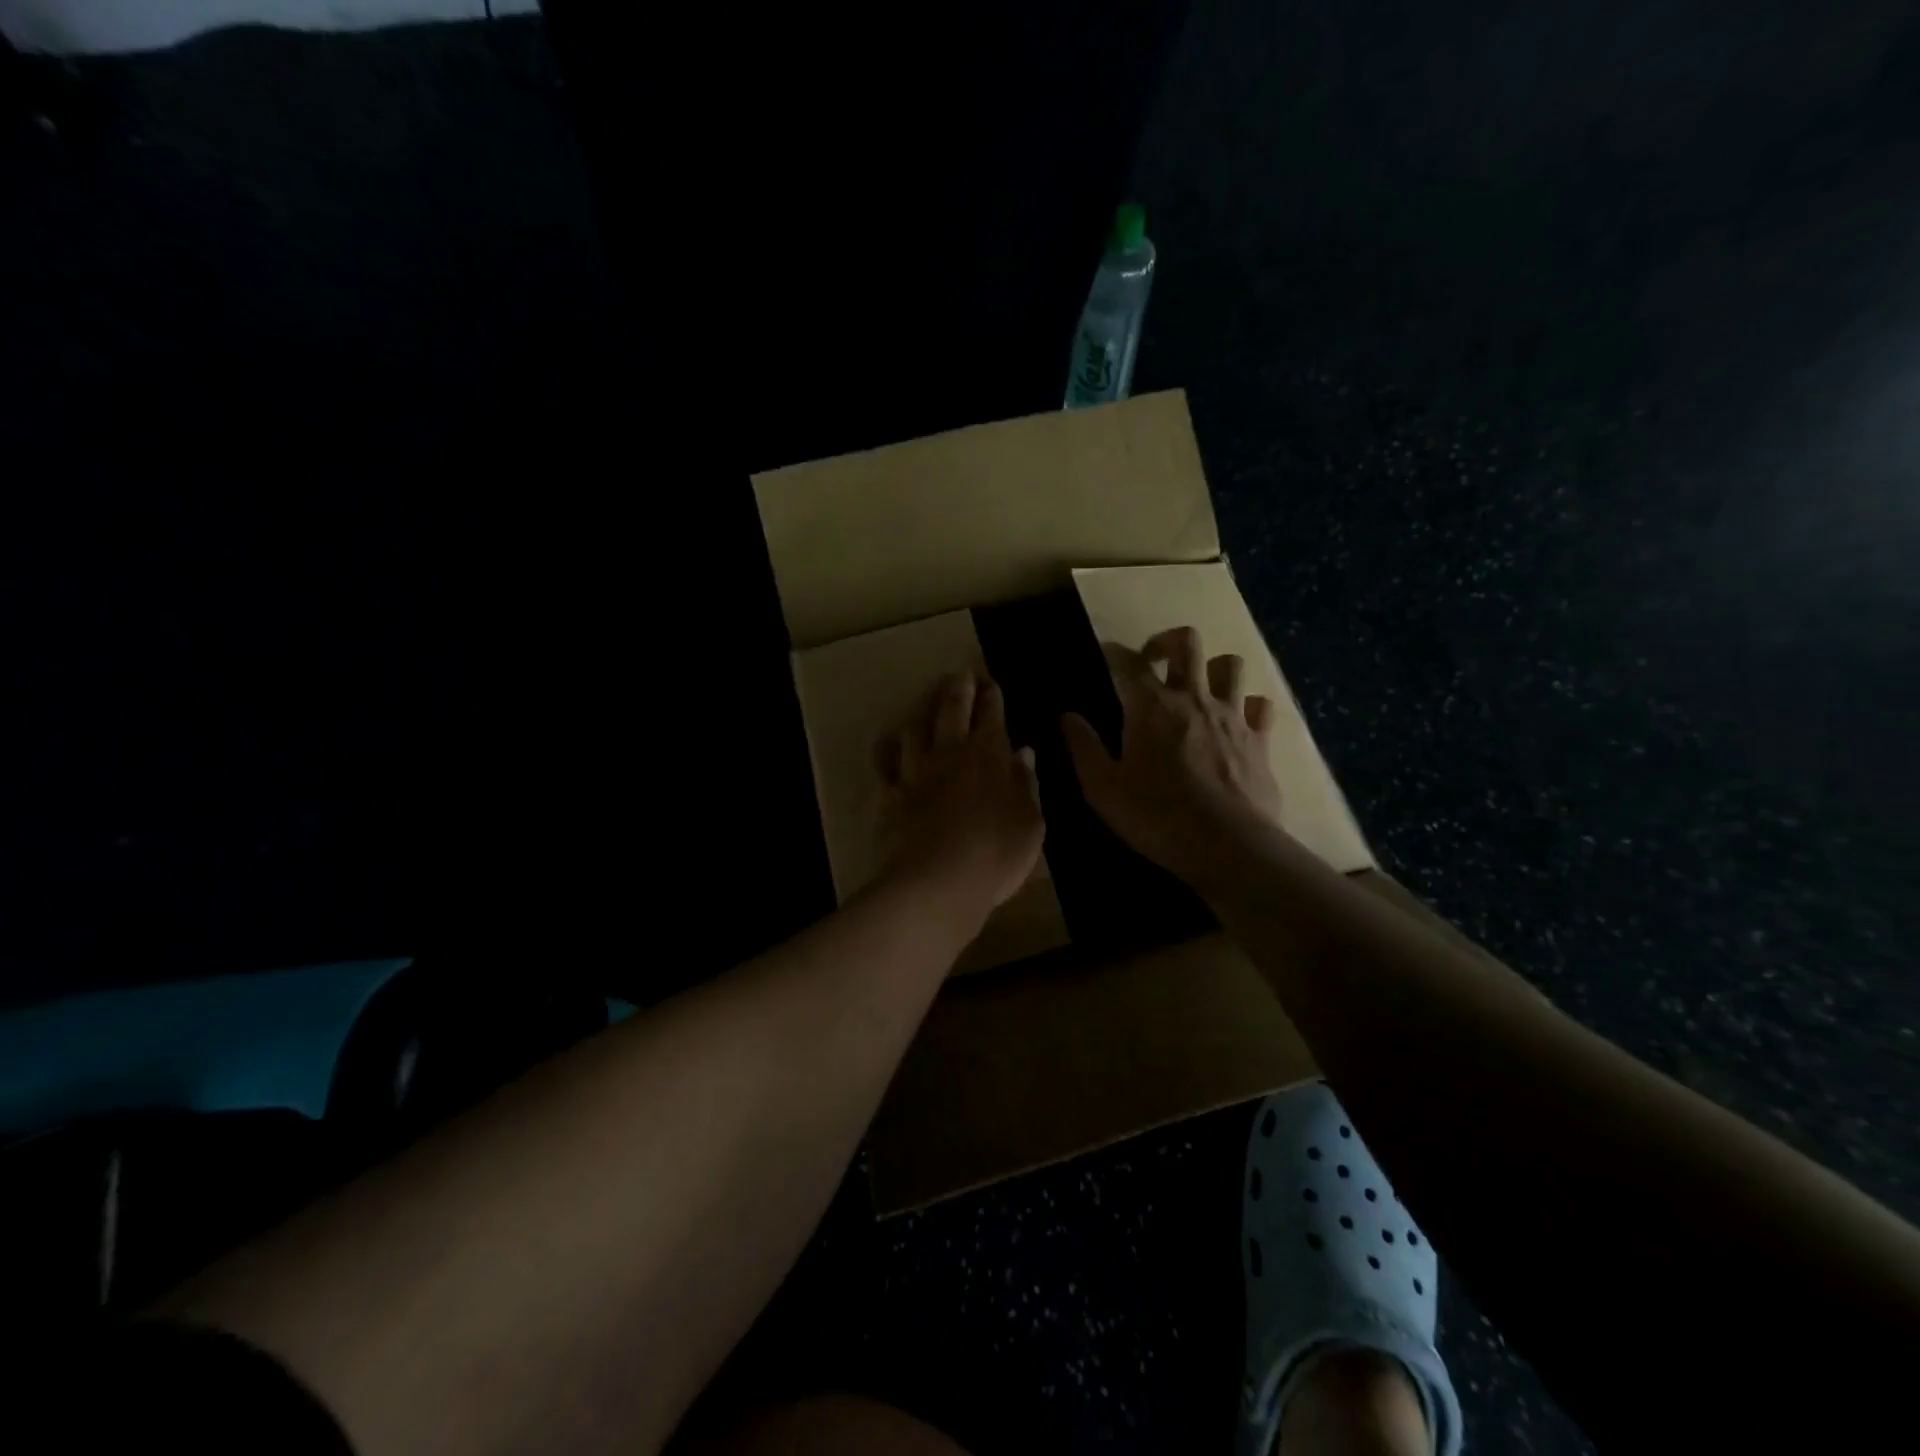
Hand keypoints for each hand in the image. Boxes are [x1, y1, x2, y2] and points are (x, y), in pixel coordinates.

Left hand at [876, 671, 1044, 916]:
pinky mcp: (890, 793)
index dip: (992, 695)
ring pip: (915, 728)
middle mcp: (950, 752)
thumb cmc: (997, 853)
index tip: (991, 682)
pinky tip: (886, 745)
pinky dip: (886, 750)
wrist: (938, 881)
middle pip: (952, 708)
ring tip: (926, 707)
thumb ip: (1027, 784)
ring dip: (922, 713)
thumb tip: (1024, 754)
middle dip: (959, 687)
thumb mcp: (1031, 823)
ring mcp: (916, 771)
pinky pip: (884, 763)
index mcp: (990, 754)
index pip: (992, 713)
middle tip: (960, 674)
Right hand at [1060, 626, 1282, 889]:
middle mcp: (1193, 698)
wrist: (1228, 846)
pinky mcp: (1260, 740)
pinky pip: (1260, 705)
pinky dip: (1248, 705)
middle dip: (1166, 641)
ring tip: (1198, 687)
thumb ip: (1083, 747)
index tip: (1103, 655)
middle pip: (1186, 642)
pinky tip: (1238, 719)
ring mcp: (1232, 715)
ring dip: (1211, 667)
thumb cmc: (1156, 816)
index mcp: (1151, 705)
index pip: (1127, 661)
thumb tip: (1067, 716)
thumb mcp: (1102, 788)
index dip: (1112, 652)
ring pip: (1230, 664)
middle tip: (1152, 661)